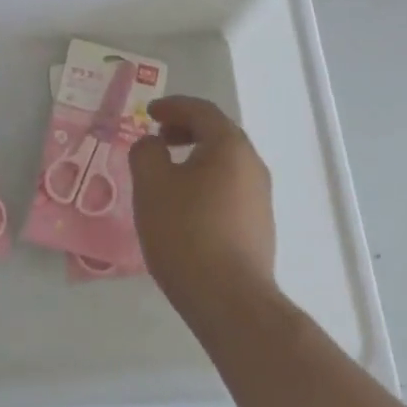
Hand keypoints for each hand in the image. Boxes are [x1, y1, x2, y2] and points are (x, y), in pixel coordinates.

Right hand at [128, 96, 276, 315]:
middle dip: (185, 130)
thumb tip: (153, 144)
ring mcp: (260, 197)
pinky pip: (229, 188)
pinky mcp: (259, 226)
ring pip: (225, 163)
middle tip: (158, 138)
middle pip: (218, 134)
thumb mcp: (151, 185)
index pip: (201, 111)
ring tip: (166, 174)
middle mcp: (252, 165)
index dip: (172, 106)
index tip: (149, 112)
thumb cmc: (185, 232)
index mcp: (229, 146)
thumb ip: (146, 152)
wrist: (229, 299)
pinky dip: (205, 182)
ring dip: (195, 158)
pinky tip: (185, 206)